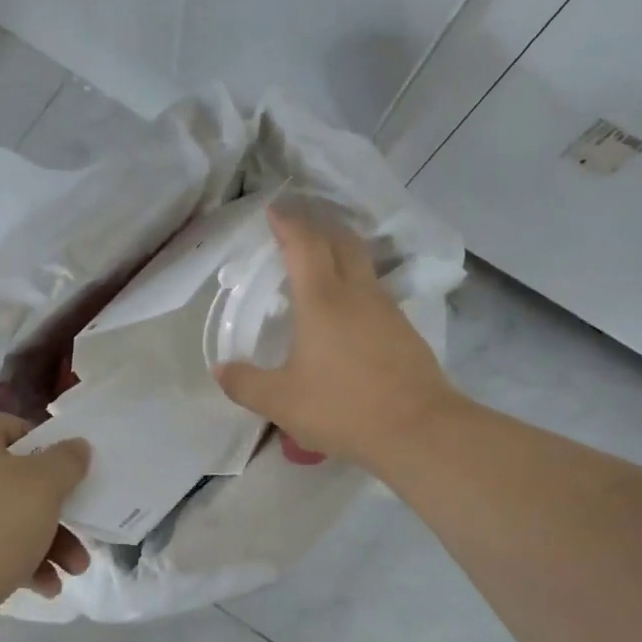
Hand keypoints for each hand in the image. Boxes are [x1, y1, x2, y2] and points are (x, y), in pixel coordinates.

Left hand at [0, 412, 90, 613]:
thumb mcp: (44, 484)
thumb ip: (67, 459)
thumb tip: (75, 446)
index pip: (16, 431)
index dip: (51, 457)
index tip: (73, 485)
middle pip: (11, 480)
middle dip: (53, 513)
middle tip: (81, 537)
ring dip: (42, 541)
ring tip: (72, 572)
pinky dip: (13, 558)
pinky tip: (44, 587)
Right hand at [213, 207, 463, 472]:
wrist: (420, 431)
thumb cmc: (343, 408)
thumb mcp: (281, 402)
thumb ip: (245, 384)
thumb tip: (221, 370)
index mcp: (322, 300)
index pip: (304, 244)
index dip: (288, 223)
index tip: (274, 210)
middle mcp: (357, 294)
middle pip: (341, 241)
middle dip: (318, 226)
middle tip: (297, 227)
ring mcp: (386, 310)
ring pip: (362, 265)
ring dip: (339, 253)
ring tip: (318, 266)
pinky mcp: (404, 330)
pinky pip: (374, 292)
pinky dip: (354, 285)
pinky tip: (345, 311)